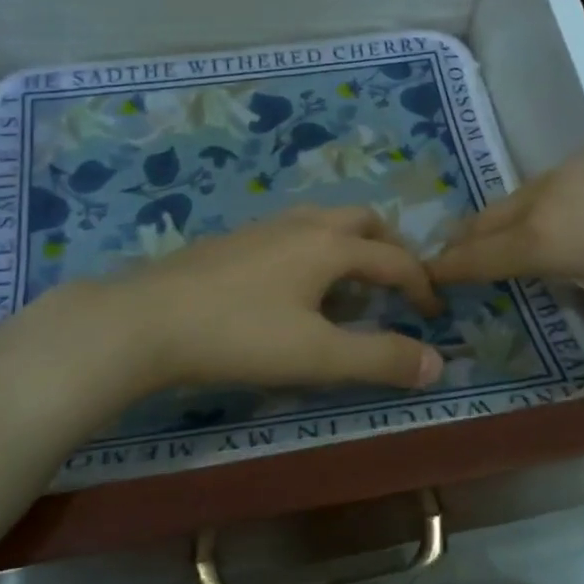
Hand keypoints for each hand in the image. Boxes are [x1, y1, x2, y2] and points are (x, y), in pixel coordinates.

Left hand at [13, 206, 445, 398]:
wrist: (145, 320)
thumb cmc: (240, 336)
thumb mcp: (318, 356)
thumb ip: (381, 358)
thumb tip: (438, 362)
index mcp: (331, 245)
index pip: (395, 259)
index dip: (422, 286)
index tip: (435, 315)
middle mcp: (302, 225)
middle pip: (362, 220)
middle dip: (390, 248)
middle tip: (398, 284)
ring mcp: (263, 228)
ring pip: (324, 222)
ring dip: (351, 246)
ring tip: (350, 287)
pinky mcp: (233, 241)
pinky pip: (293, 234)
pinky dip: (316, 252)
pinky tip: (295, 289)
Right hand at [429, 115, 583, 385]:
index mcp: (545, 239)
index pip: (471, 257)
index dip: (442, 273)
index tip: (423, 286)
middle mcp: (548, 194)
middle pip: (484, 219)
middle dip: (465, 247)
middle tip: (462, 275)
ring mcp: (580, 163)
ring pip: (520, 196)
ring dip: (506, 225)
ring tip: (523, 254)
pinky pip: (557, 182)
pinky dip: (545, 207)